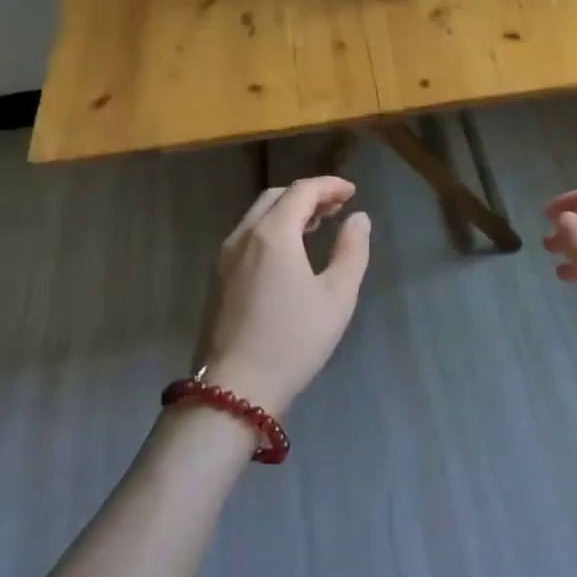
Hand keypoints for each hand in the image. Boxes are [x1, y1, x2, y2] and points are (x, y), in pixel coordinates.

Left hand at [195, 177, 370, 416]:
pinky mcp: (217, 279)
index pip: (302, 191)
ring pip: (257, 216)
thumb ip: (352, 250)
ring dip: (288, 212)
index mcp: (273, 234)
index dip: (329, 186)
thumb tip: (359, 218)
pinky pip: (247, 236)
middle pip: (276, 197)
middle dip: (308, 195)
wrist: (234, 390)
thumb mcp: (337, 296)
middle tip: (336, 207)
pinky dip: (271, 229)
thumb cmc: (293, 340)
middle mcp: (243, 236)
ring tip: (317, 225)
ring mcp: (225, 257)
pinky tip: (289, 253)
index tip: (352, 192)